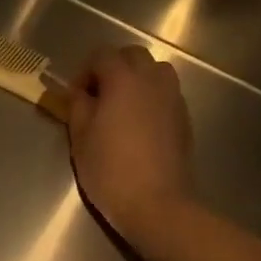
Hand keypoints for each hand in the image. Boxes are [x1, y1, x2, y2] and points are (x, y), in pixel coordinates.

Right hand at [67, 44, 197, 252]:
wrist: (157, 205)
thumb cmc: (110, 169)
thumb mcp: (79, 136)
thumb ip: (77, 105)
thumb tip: (80, 92)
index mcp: (123, 80)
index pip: (102, 55)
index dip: (85, 71)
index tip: (76, 96)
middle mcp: (152, 81)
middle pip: (133, 55)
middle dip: (113, 67)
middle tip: (98, 95)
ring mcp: (173, 99)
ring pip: (156, 71)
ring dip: (137, 79)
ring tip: (122, 106)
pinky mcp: (184, 119)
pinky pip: (167, 93)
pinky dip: (152, 98)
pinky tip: (139, 125)